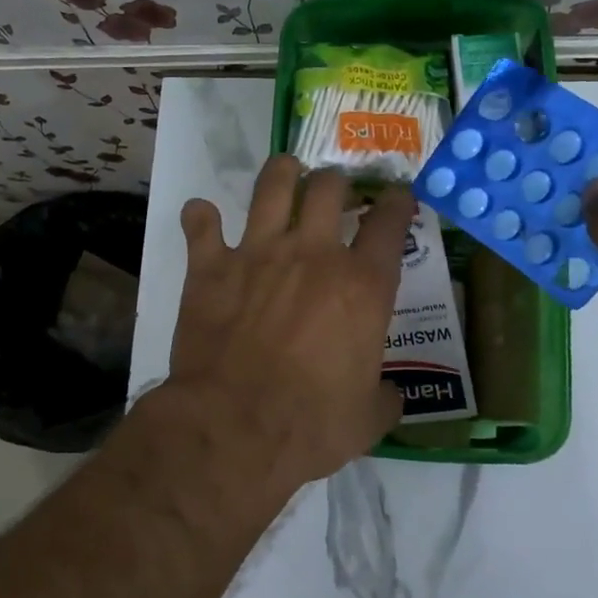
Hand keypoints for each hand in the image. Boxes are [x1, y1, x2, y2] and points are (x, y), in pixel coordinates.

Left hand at [161, 155, 414, 491]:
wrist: (236, 424)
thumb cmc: (311, 424)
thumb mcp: (367, 418)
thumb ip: (383, 397)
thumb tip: (390, 395)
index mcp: (362, 285)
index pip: (389, 223)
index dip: (397, 203)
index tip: (396, 196)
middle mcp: (312, 253)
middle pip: (329, 187)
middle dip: (335, 181)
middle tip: (333, 191)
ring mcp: (258, 252)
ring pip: (272, 186)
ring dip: (281, 173)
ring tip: (286, 172)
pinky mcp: (210, 265)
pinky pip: (201, 223)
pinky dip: (200, 217)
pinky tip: (202, 216)